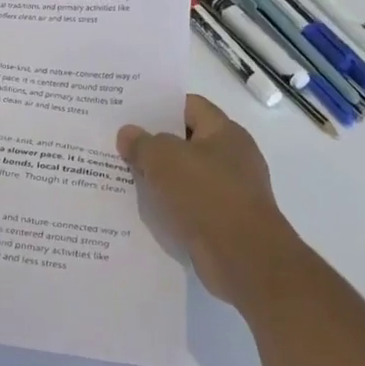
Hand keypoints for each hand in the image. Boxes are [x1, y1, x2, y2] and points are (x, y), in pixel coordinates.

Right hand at [118, 94, 293, 302]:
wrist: (245, 260)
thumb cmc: (206, 195)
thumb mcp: (163, 159)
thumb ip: (142, 142)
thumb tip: (128, 134)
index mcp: (225, 132)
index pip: (189, 105)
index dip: (159, 105)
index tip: (129, 111)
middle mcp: (232, 157)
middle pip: (186, 140)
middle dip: (154, 142)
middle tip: (119, 142)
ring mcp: (230, 191)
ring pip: (186, 174)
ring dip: (159, 176)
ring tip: (124, 173)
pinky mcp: (224, 221)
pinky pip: (190, 204)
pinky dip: (170, 204)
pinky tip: (144, 207)